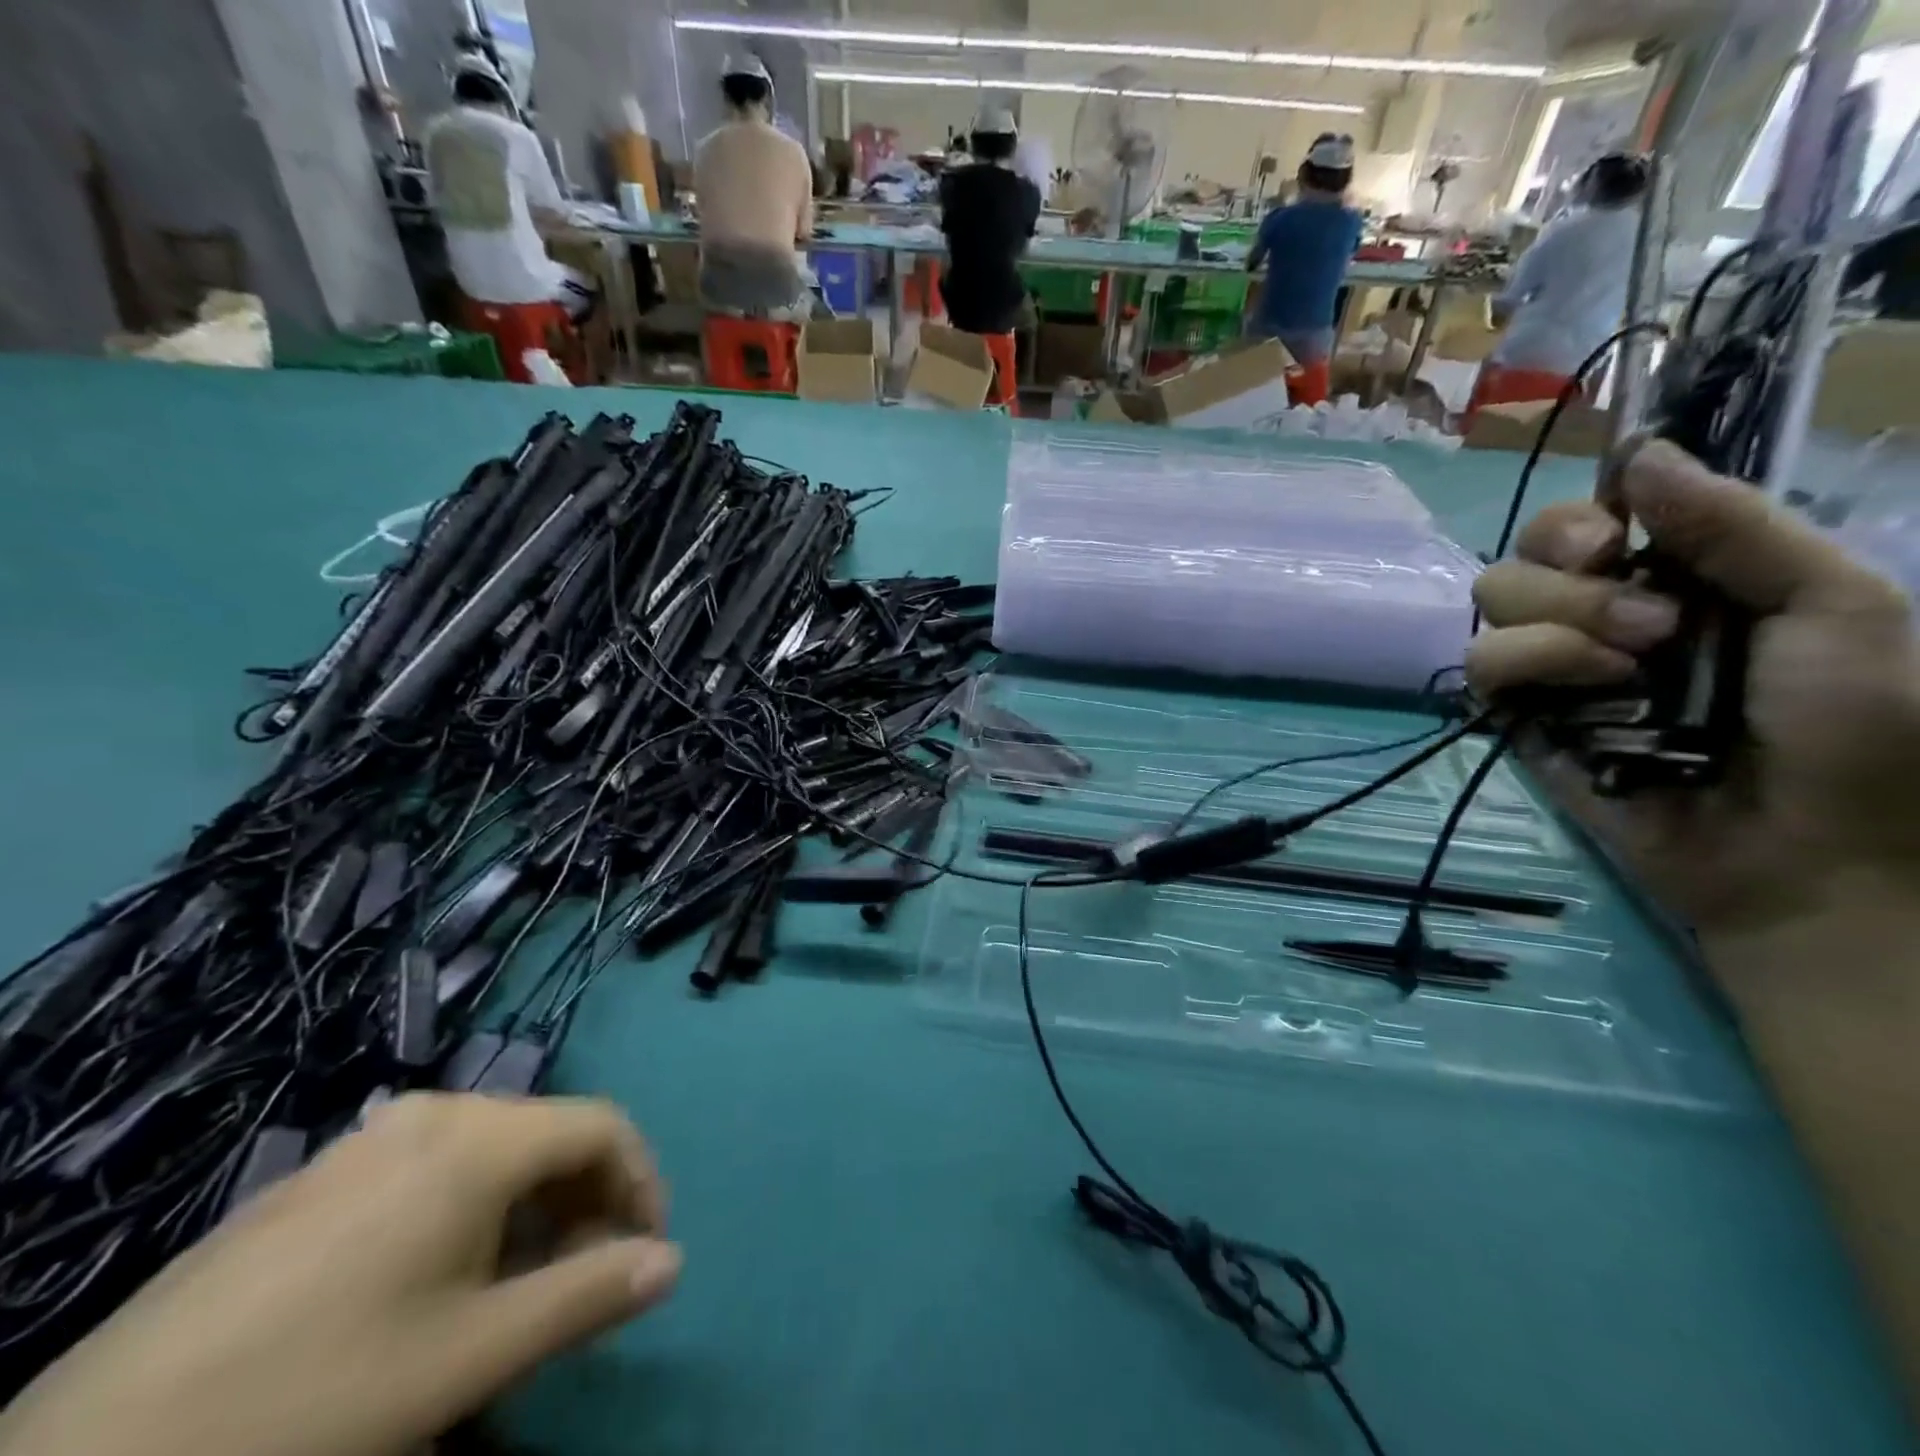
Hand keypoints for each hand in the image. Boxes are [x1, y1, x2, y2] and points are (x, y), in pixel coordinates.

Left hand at [0, 1095, 680, 1455]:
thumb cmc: (317, 1395)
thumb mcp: (470, 1358)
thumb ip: (586, 1296)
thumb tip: (672, 1264)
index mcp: (478, 1138)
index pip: (603, 1126)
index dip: (641, 1182)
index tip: (644, 1254)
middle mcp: (434, 1112)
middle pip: (548, 1134)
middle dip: (584, 1201)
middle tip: (581, 1282)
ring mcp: (370, 1137)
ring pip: (492, 1150)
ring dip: (530, 1207)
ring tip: (515, 1288)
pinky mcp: (322, 1174)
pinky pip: (433, 1166)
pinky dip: (471, 1208)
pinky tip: (436, 1280)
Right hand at [1467, 440, 1919, 953]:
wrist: (1813, 855)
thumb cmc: (1857, 727)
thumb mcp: (1836, 604)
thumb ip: (1735, 525)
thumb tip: (1636, 451)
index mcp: (1674, 576)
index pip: (1582, 518)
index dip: (1580, 519)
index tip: (1612, 545)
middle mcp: (1601, 613)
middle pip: (1523, 556)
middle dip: (1574, 584)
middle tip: (1652, 629)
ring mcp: (1555, 667)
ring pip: (1490, 607)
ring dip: (1557, 630)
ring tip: (1628, 675)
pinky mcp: (1520, 717)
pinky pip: (1480, 668)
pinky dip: (1527, 669)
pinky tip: (1582, 699)